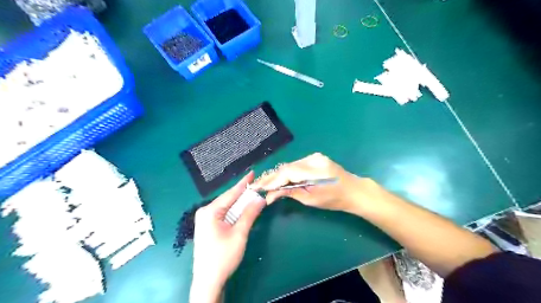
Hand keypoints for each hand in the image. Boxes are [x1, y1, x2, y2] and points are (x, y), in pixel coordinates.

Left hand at [190, 171, 265, 301]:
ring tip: (253, 197)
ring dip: (240, 204)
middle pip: (228, 200)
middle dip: (243, 194)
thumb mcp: (239, 234)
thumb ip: (249, 214)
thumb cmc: (223, 257)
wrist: (208, 281)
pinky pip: (224, 215)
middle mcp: (205, 212)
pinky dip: (235, 213)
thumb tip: (260, 199)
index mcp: (210, 211)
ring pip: (227, 207)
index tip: (252, 173)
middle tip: (257, 187)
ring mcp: (205, 220)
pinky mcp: (208, 227)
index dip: (243, 183)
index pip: (230, 193)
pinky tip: (243, 211)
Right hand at [252, 152, 377, 213]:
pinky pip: (296, 165)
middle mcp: (313, 159)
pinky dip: (287, 172)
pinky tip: (278, 178)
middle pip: (287, 167)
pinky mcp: (315, 157)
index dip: (271, 180)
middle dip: (271, 177)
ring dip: (278, 175)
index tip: (257, 187)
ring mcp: (314, 156)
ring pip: (290, 165)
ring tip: (264, 183)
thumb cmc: (334, 200)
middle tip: (257, 186)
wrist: (354, 190)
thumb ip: (290, 193)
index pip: (287, 173)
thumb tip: (270, 195)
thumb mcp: (311, 199)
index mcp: (315, 171)